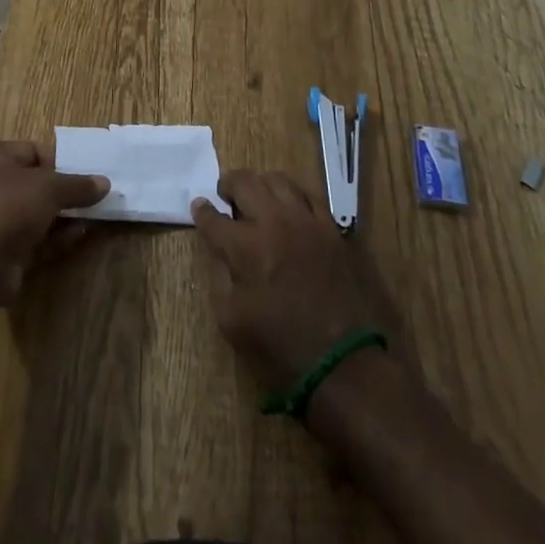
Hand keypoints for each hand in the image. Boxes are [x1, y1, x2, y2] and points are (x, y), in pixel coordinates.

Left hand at [0, 140, 109, 303]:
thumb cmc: (7, 207)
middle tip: (96, 196)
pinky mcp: (2, 254)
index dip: (60, 161)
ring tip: (96, 215)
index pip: (32, 151)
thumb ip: (77, 185)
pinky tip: (81, 235)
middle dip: (65, 192)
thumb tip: (104, 183)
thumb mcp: (48, 187)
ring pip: (37, 215)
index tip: (86, 172)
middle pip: (36, 184)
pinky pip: (35, 240)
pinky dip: (56, 238)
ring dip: (65, 216)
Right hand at [191, 170, 396, 392]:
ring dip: (261, 184)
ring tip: (259, 197)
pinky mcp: (332, 229)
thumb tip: (220, 252)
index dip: (202, 211)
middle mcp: (274, 222)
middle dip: (228, 184)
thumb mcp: (233, 323)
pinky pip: (310, 195)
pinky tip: (291, 206)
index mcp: (245, 247)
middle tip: (226, 195)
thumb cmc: (282, 349)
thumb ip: (221, 279)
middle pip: (245, 182)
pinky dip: (294, 194)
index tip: (199, 207)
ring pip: (278, 180)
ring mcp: (306, 221)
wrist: (345, 364)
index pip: (214, 218)